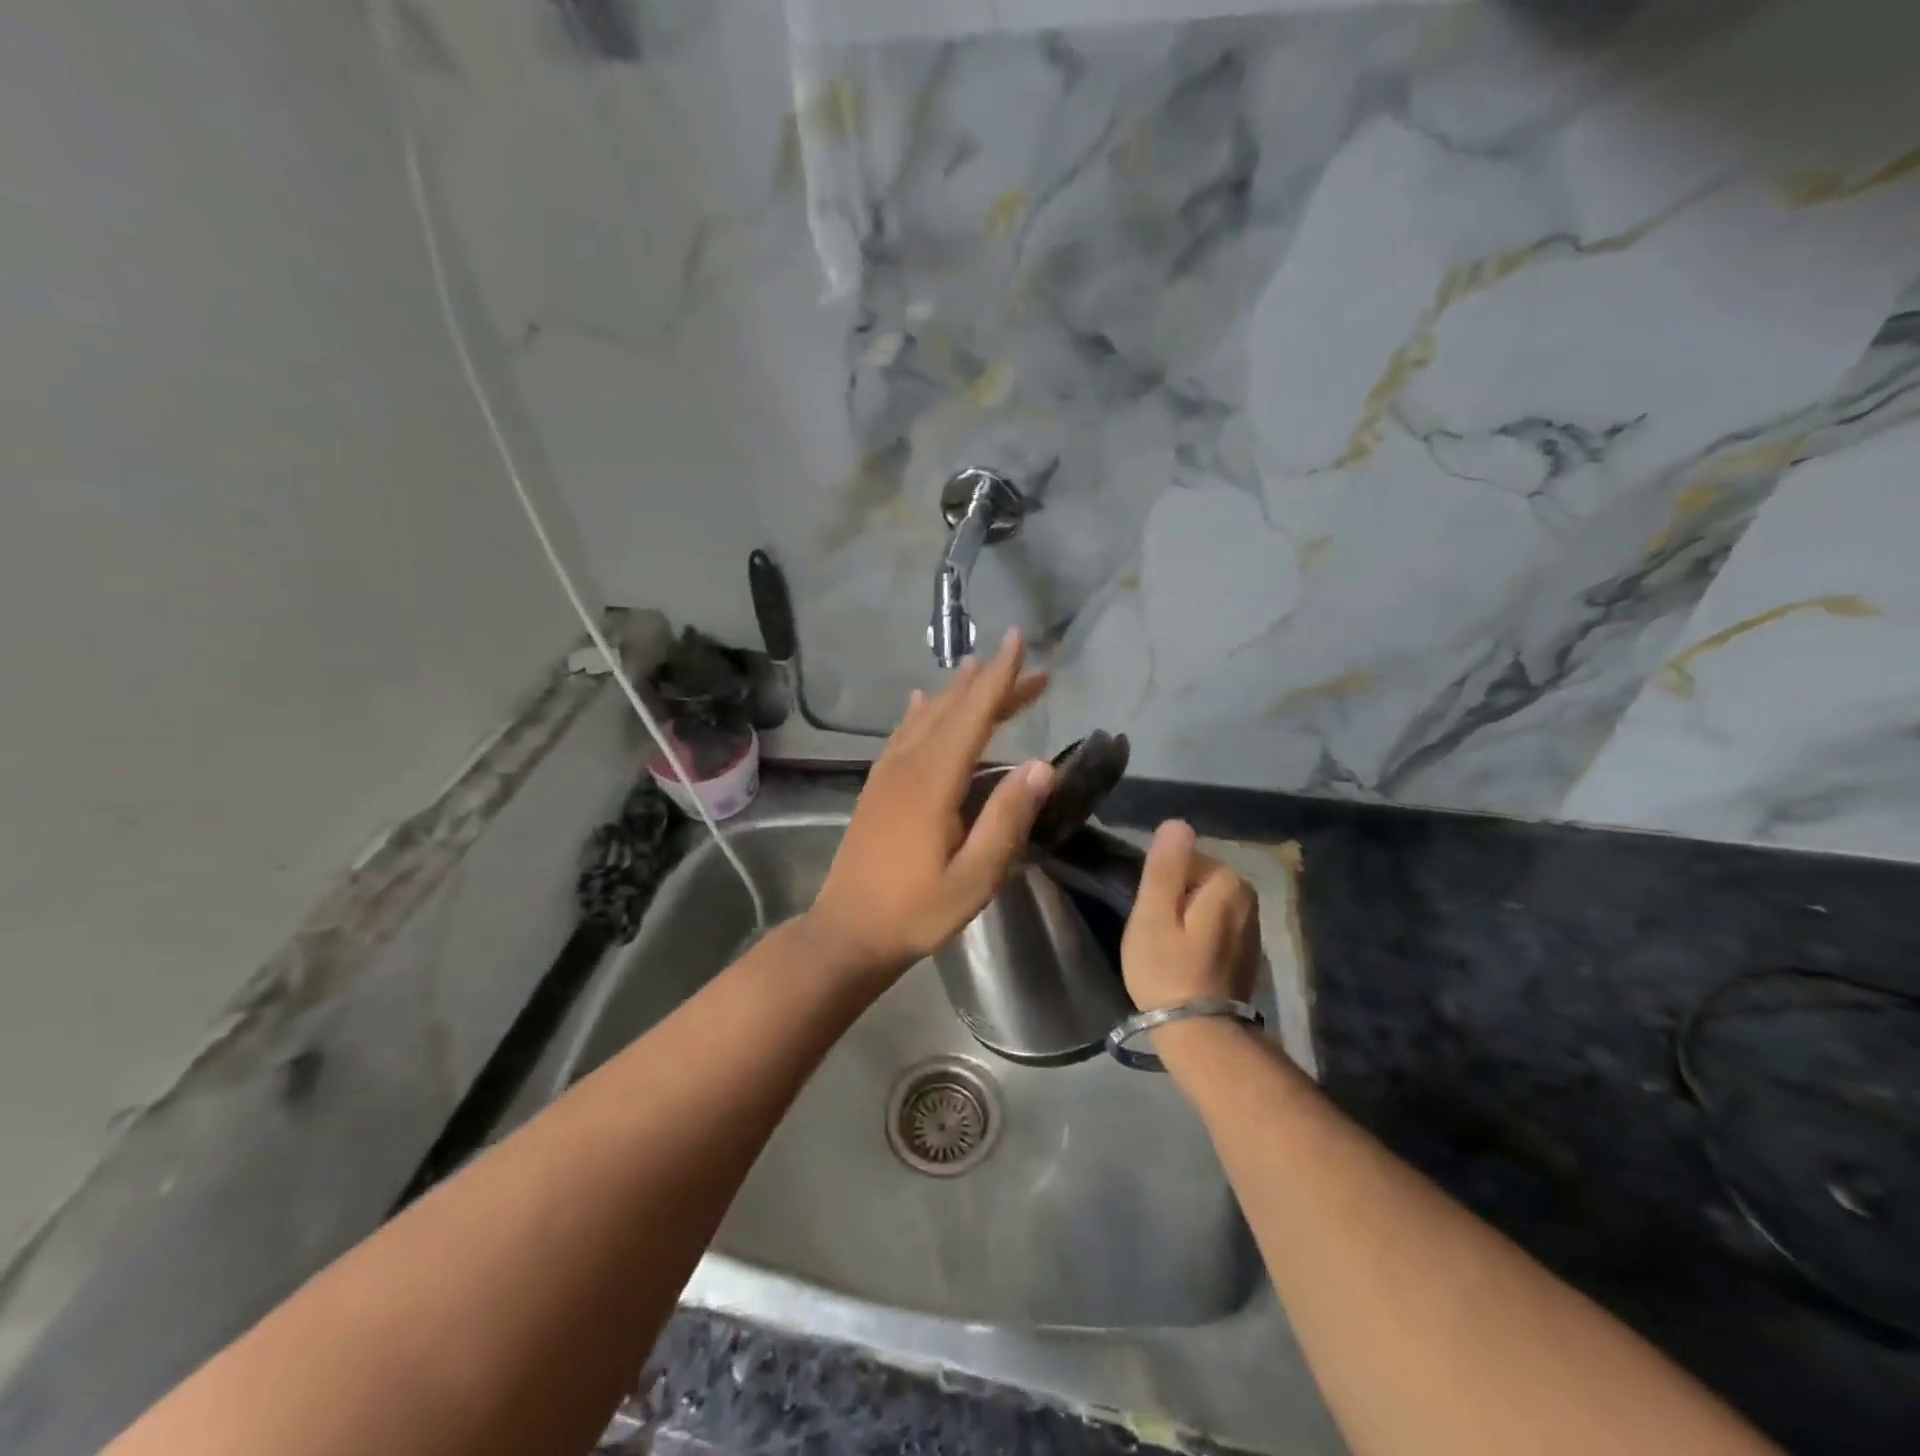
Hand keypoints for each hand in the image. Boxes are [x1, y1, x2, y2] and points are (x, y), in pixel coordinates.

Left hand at [802, 629, 1052, 983]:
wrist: (847, 933)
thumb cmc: (915, 912)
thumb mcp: (974, 877)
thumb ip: (1007, 819)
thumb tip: (1041, 764)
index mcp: (933, 782)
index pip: (972, 715)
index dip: (1000, 678)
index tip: (1018, 640)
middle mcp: (907, 766)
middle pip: (952, 710)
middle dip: (990, 683)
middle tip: (1028, 666)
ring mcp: (886, 775)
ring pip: (925, 717)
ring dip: (958, 693)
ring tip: (983, 671)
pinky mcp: (876, 788)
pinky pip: (902, 734)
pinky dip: (920, 712)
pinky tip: (922, 701)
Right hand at [1120, 820, 1260, 1011]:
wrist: (1200, 1034)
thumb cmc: (1167, 969)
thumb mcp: (1153, 913)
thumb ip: (1165, 865)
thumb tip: (1178, 823)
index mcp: (1228, 882)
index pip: (1182, 859)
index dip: (1159, 885)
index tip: (1150, 916)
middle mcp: (1249, 898)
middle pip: (1195, 880)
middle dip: (1173, 900)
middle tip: (1155, 933)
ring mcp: (1252, 927)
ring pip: (1204, 903)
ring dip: (1184, 918)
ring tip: (1167, 948)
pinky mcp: (1247, 951)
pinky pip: (1214, 926)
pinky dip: (1198, 936)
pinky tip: (1185, 960)